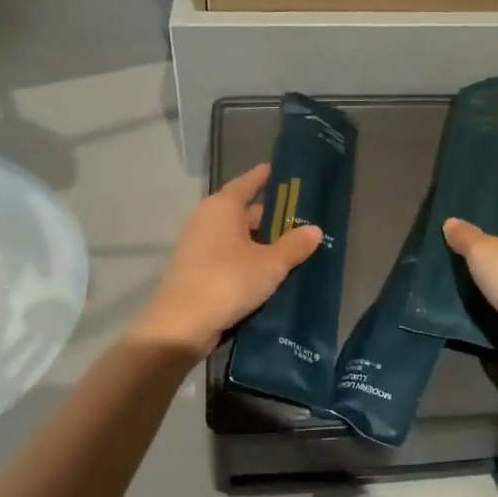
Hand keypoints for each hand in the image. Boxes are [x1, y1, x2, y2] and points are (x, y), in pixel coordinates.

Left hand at [131, 163, 322, 354]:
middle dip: (269, 215)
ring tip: (290, 246)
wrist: (182, 325)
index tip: (282, 171)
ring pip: (236, 235)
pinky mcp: (195, 269)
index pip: (248, 182)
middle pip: (242, 210)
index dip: (265, 176)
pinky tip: (266, 270)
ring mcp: (198, 245)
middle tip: (299, 218)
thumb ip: (294, 245)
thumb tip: (315, 230)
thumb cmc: (229, 281)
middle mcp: (206, 218)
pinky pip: (227, 254)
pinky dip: (246, 258)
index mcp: (223, 206)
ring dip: (259, 240)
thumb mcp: (271, 264)